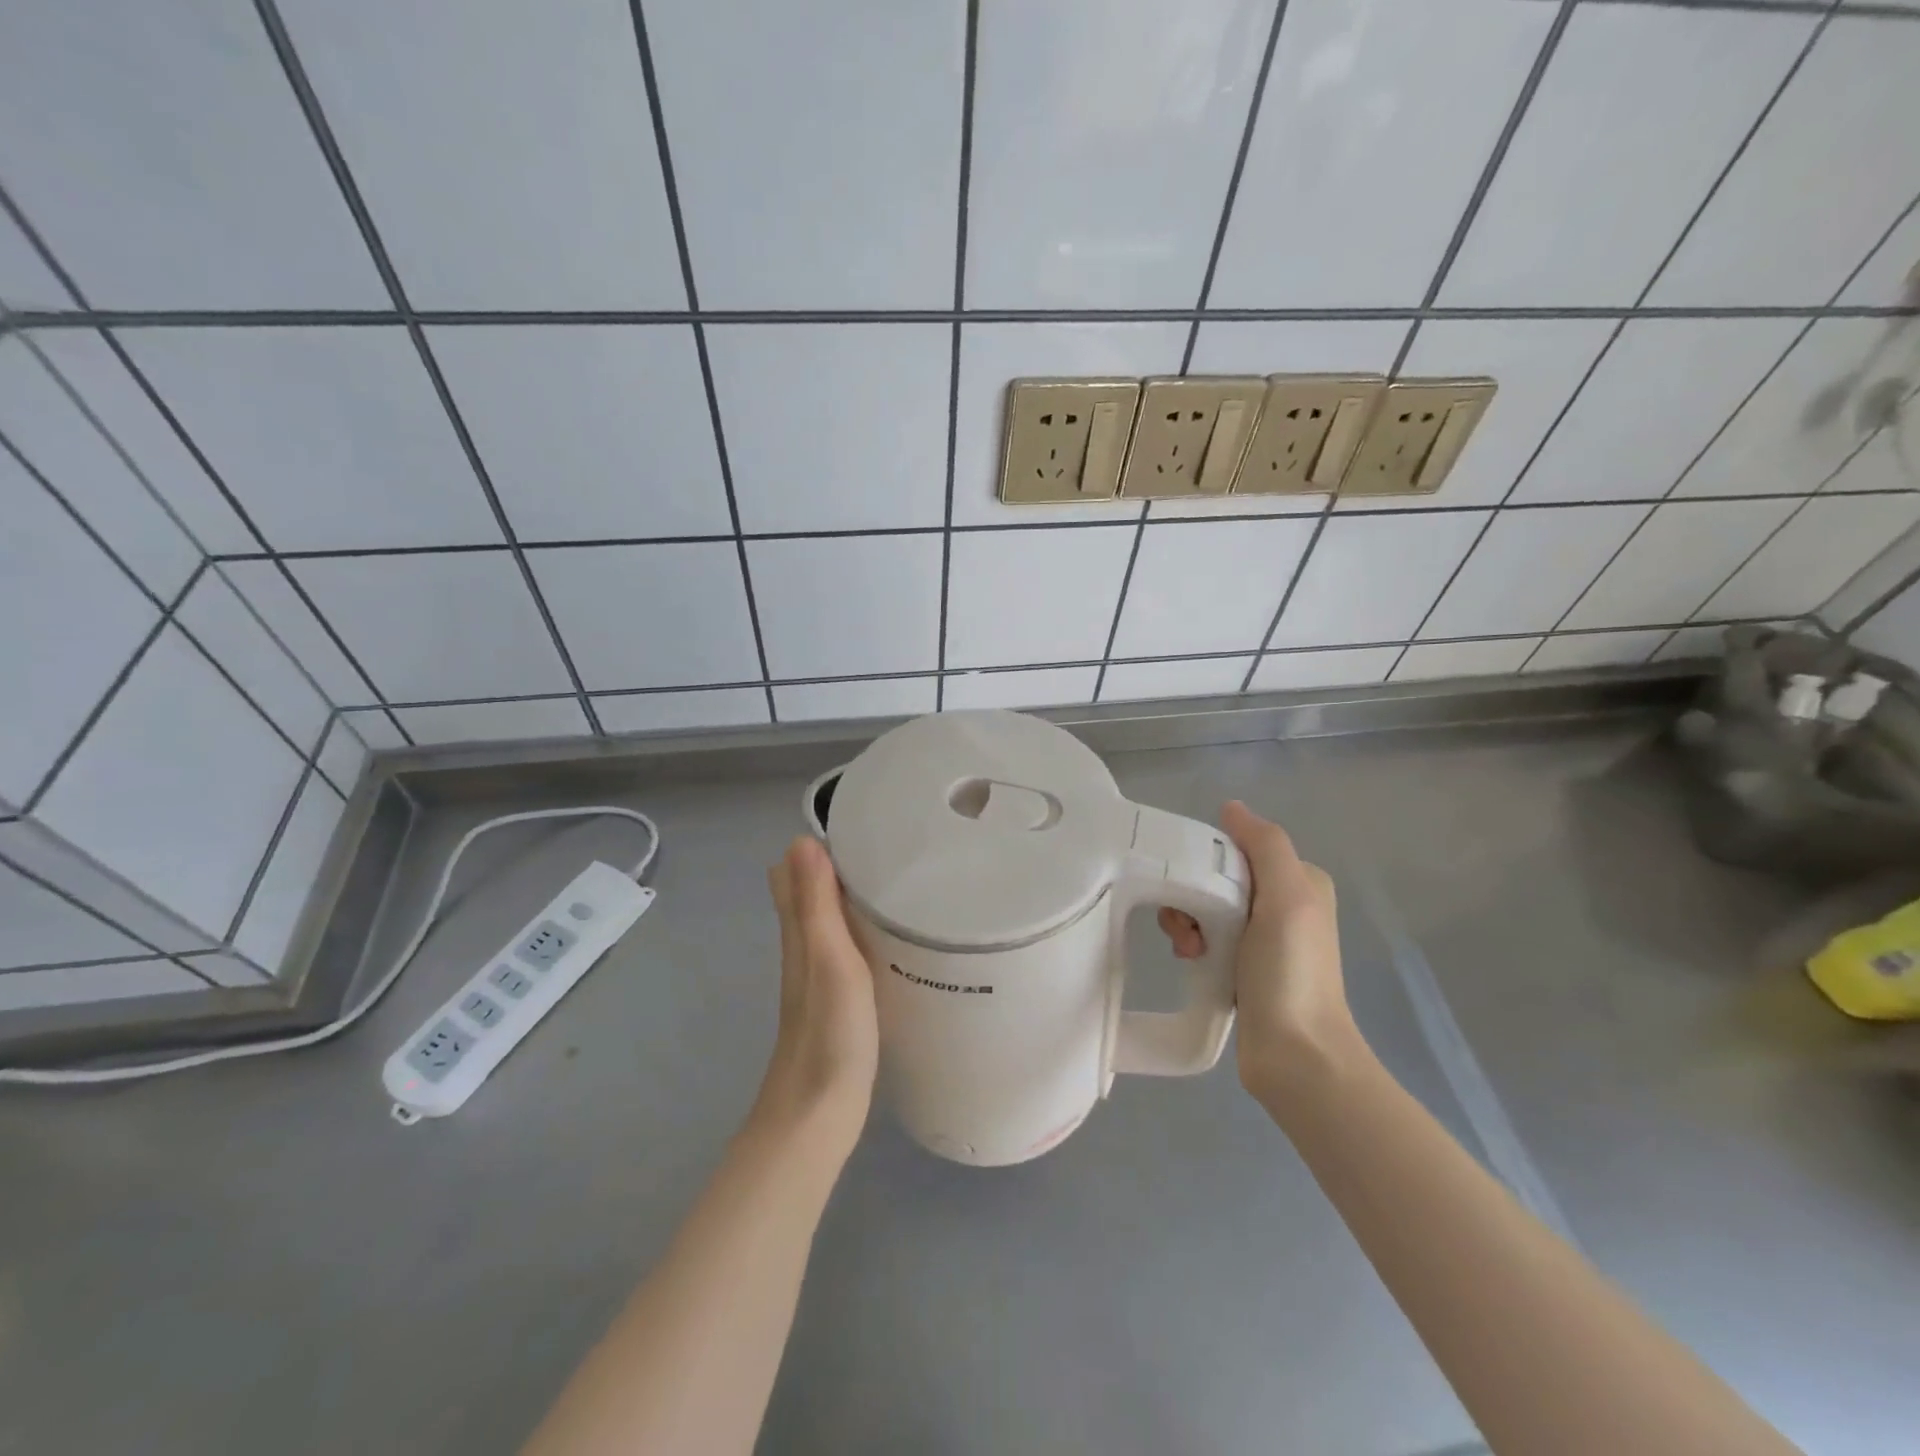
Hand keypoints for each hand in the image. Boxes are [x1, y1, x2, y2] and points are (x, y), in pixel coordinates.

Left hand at [755, 837, 879, 1160]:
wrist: (818, 1114)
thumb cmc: (828, 1032)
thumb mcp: (828, 959)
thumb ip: (815, 904)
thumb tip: (800, 840)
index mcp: (800, 934)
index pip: (794, 874)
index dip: (818, 845)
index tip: (860, 824)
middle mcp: (804, 949)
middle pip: (810, 895)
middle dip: (837, 865)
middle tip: (886, 847)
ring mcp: (820, 977)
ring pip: (829, 922)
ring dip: (851, 897)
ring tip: (894, 879)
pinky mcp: (839, 1001)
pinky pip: (848, 949)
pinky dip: (862, 930)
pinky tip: (890, 935)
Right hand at [1157, 801, 1361, 1108]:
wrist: (1296, 1056)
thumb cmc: (1291, 972)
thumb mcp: (1287, 898)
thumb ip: (1264, 846)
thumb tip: (1232, 807)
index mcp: (1298, 880)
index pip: (1236, 848)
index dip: (1205, 859)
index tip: (1191, 885)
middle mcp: (1282, 904)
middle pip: (1215, 877)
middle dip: (1191, 895)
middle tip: (1187, 926)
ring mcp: (1261, 938)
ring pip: (1205, 907)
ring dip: (1187, 922)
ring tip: (1189, 950)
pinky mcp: (1241, 966)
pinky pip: (1205, 937)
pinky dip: (1192, 944)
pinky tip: (1191, 961)